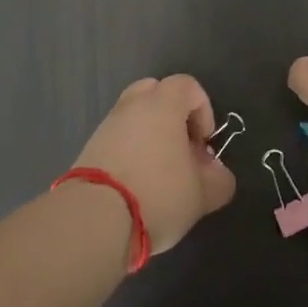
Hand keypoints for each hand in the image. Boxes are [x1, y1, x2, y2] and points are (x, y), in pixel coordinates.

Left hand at [71, 75, 236, 255]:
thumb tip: (216, 172)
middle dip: (173, 116)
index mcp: (162, 104)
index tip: (203, 145)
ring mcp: (106, 126)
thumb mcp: (202, 195)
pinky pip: (117, 138)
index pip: (188, 86)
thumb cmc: (157, 195)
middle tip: (181, 150)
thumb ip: (219, 180)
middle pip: (156, 93)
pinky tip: (136, 185)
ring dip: (150, 136)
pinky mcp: (88, 149)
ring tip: (159, 174)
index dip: (203, 110)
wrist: (94, 220)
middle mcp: (132, 106)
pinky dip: (129, 152)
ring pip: (134, 117)